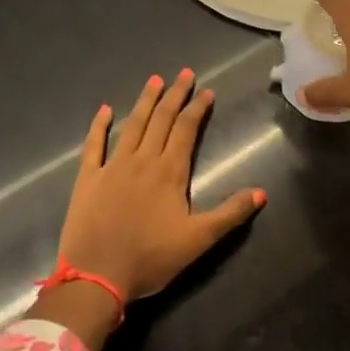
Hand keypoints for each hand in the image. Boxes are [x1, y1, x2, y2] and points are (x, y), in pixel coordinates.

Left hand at [56, 70, 265, 305]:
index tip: (206, 91)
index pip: (186, 130)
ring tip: (154, 80)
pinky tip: (105, 110)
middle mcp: (142, 161)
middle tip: (183, 73)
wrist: (96, 277)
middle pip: (161, 120)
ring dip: (144, 101)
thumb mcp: (198, 240)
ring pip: (132, 126)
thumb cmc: (150, 258)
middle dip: (174, 95)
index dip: (197, 109)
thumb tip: (261, 193)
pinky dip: (99, 126)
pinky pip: (93, 145)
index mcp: (169, 172)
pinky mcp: (88, 179)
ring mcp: (112, 167)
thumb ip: (230, 214)